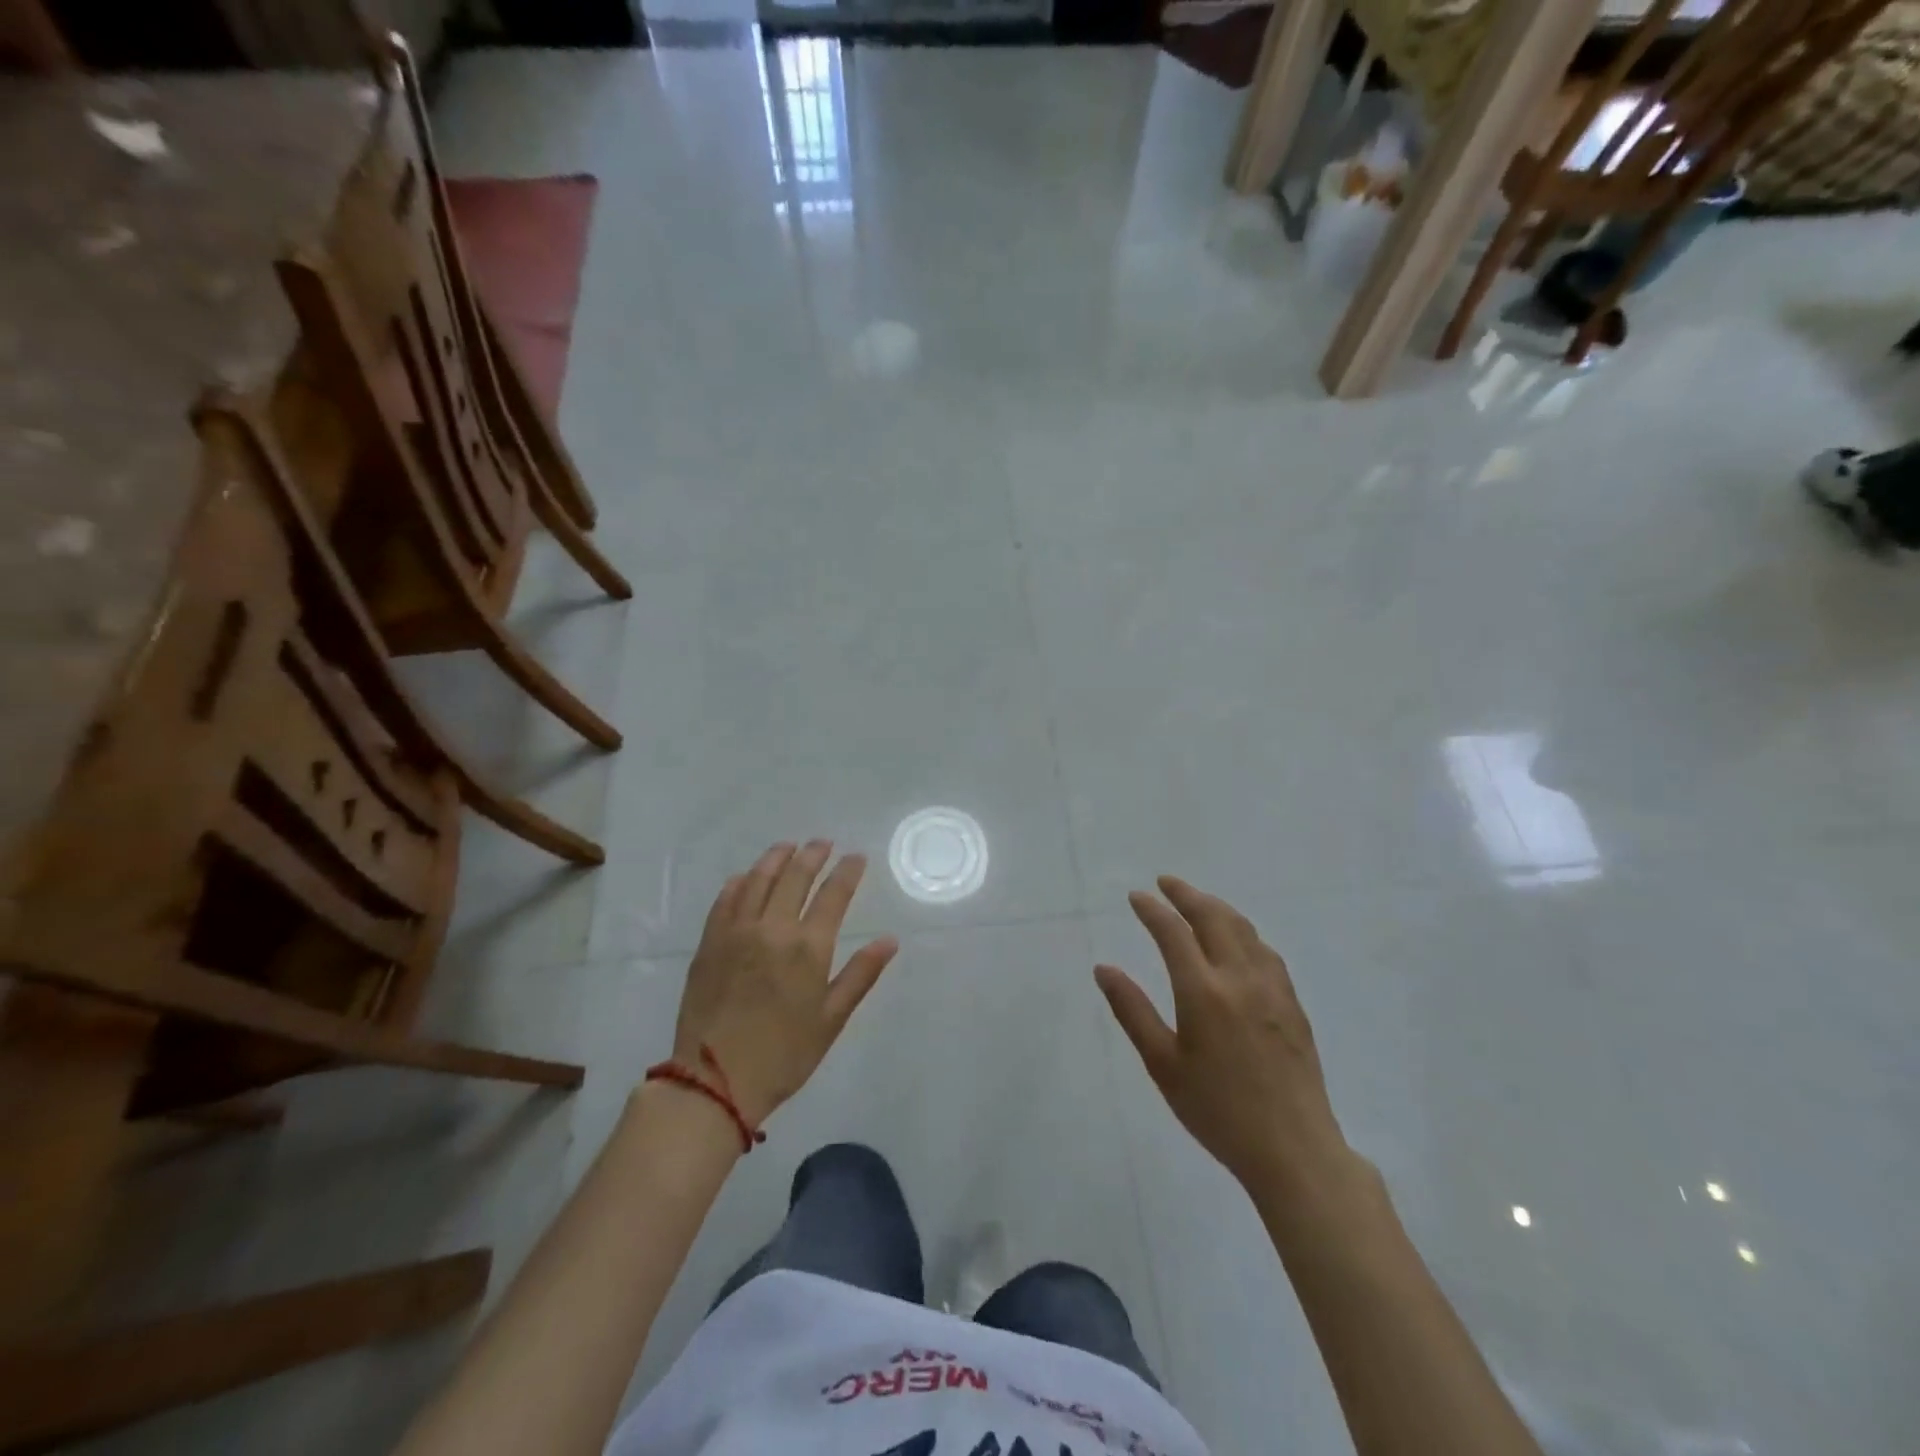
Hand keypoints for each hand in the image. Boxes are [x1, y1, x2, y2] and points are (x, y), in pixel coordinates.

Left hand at [672, 841, 898, 1126]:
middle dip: (813, 855)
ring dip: (776, 858)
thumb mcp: (831, 1020)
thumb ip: (861, 975)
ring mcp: (737, 932)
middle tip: (823, 843)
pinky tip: (746, 876)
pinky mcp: (709, 943)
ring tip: (788, 847)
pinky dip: (740, 882)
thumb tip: (889, 940)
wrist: (714, 1082)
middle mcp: (773, 929)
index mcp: (808, 948)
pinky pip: (726, 899)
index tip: (856, 857)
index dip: (847, 871)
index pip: (834, 894)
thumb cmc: (783, 1055)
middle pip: (795, 877)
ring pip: (758, 880)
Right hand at [1096, 876, 1358, 1199]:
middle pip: (1213, 917)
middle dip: (1186, 894)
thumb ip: (1132, 1011)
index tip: (1135, 896)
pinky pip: (1265, 950)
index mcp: (1203, 992)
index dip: (1152, 910)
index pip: (1173, 932)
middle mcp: (1239, 978)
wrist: (1294, 1150)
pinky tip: (1238, 940)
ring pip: (1244, 929)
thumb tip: (1103, 969)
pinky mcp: (1292, 1003)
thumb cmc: (1218, 1111)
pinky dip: (1243, 931)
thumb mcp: (1163, 1066)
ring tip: (1197, 902)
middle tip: (1165, 882)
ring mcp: (1272, 988)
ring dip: (1216, 907)